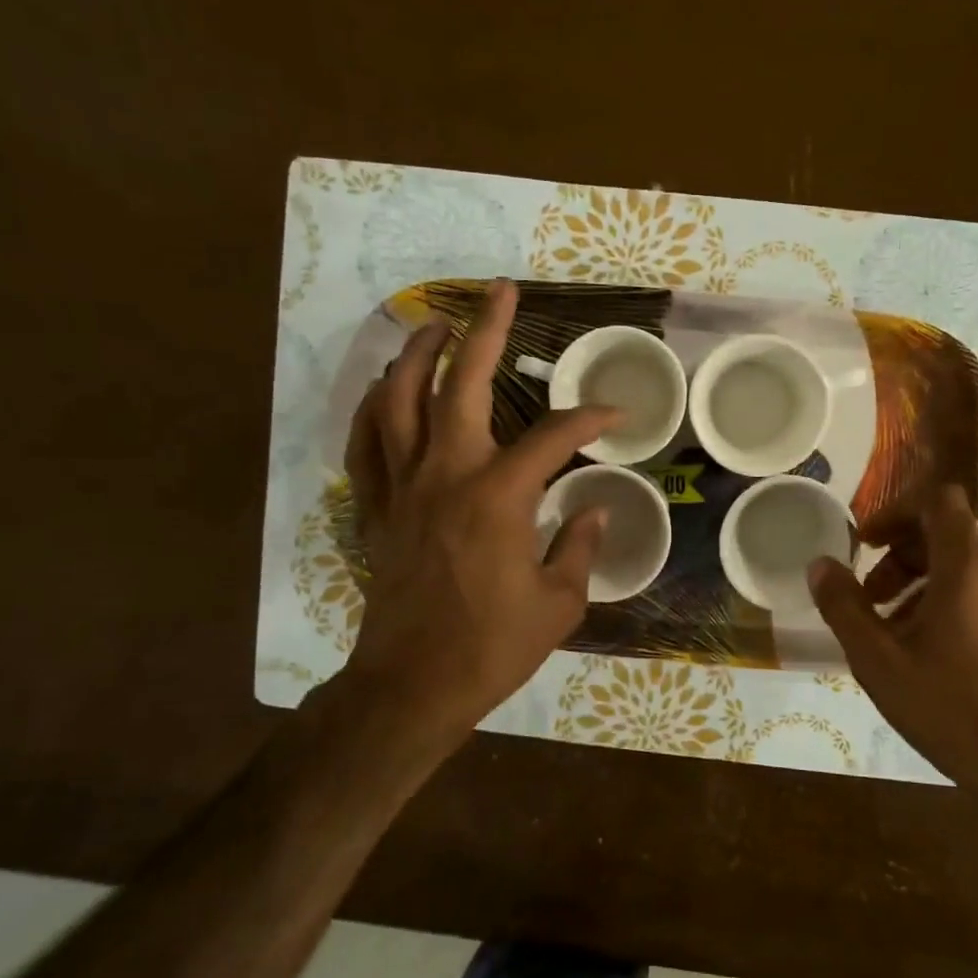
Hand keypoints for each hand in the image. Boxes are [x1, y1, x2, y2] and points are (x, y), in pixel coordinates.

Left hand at [340, 279, 617, 757]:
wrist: (413, 685)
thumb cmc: (492, 647)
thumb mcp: (560, 602)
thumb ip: (580, 545)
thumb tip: (593, 510)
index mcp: (499, 495)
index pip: (553, 436)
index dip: (588, 419)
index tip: (612, 416)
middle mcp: (446, 473)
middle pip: (461, 383)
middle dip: (486, 331)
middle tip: (500, 292)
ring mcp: (402, 486)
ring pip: (399, 398)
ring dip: (419, 354)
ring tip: (438, 325)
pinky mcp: (375, 507)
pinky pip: (366, 442)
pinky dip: (374, 407)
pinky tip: (385, 390)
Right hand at [808, 485, 977, 866]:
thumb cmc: (952, 711)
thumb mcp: (880, 662)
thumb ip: (844, 606)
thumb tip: (820, 564)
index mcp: (969, 569)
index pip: (938, 501)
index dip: (896, 511)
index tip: (866, 543)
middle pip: (947, 535)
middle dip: (900, 556)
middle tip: (870, 597)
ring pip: (967, 565)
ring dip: (922, 581)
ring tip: (895, 628)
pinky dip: (951, 599)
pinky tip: (933, 649)